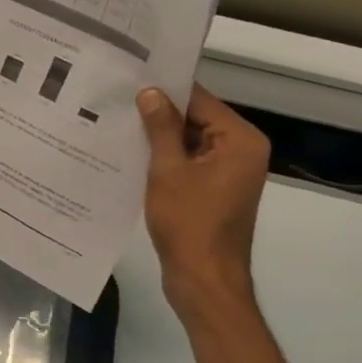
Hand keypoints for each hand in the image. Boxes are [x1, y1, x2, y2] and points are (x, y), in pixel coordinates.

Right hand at [139, 85, 270, 311]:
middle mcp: (242, 151)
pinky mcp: (216, 191)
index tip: (131, 81)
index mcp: (240, 140)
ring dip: (160, 139)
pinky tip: (133, 156)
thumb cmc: (189, 224)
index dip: (165, 91)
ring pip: (191, 143)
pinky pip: (190, 164)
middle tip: (118, 102)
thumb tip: (151, 92)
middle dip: (160, 115)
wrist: (204, 281)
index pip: (200, 100)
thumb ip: (161, 128)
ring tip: (119, 126)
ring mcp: (231, 173)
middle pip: (197, 119)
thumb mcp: (168, 171)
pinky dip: (167, 161)